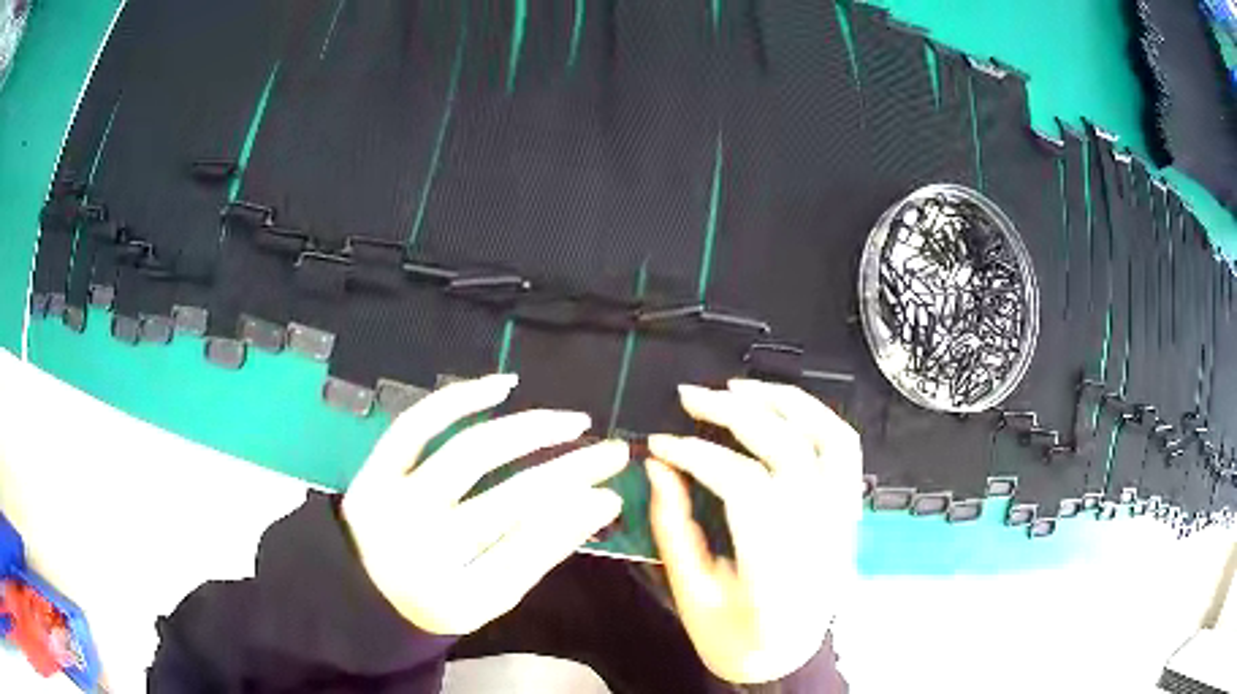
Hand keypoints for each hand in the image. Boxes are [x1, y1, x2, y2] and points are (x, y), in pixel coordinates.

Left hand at [342, 373, 626, 634]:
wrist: (361, 591)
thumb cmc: (435, 599)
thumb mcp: (490, 598)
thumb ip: (539, 553)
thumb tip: (598, 502)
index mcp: (456, 596)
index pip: (530, 549)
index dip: (577, 517)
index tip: (614, 491)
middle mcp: (422, 548)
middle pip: (509, 500)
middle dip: (571, 470)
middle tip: (611, 451)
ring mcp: (392, 503)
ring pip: (469, 453)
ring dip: (529, 430)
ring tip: (571, 421)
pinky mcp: (373, 472)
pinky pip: (416, 424)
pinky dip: (459, 398)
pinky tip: (502, 385)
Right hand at [647, 379, 861, 683]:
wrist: (789, 658)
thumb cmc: (736, 638)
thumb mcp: (692, 594)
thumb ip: (673, 528)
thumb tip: (658, 466)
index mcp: (778, 572)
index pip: (743, 486)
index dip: (697, 455)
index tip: (660, 443)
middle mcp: (821, 538)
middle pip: (786, 450)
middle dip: (733, 413)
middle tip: (690, 397)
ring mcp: (844, 521)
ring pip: (828, 438)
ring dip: (784, 401)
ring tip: (739, 387)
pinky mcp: (850, 512)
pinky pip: (846, 450)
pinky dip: (817, 417)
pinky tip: (783, 407)